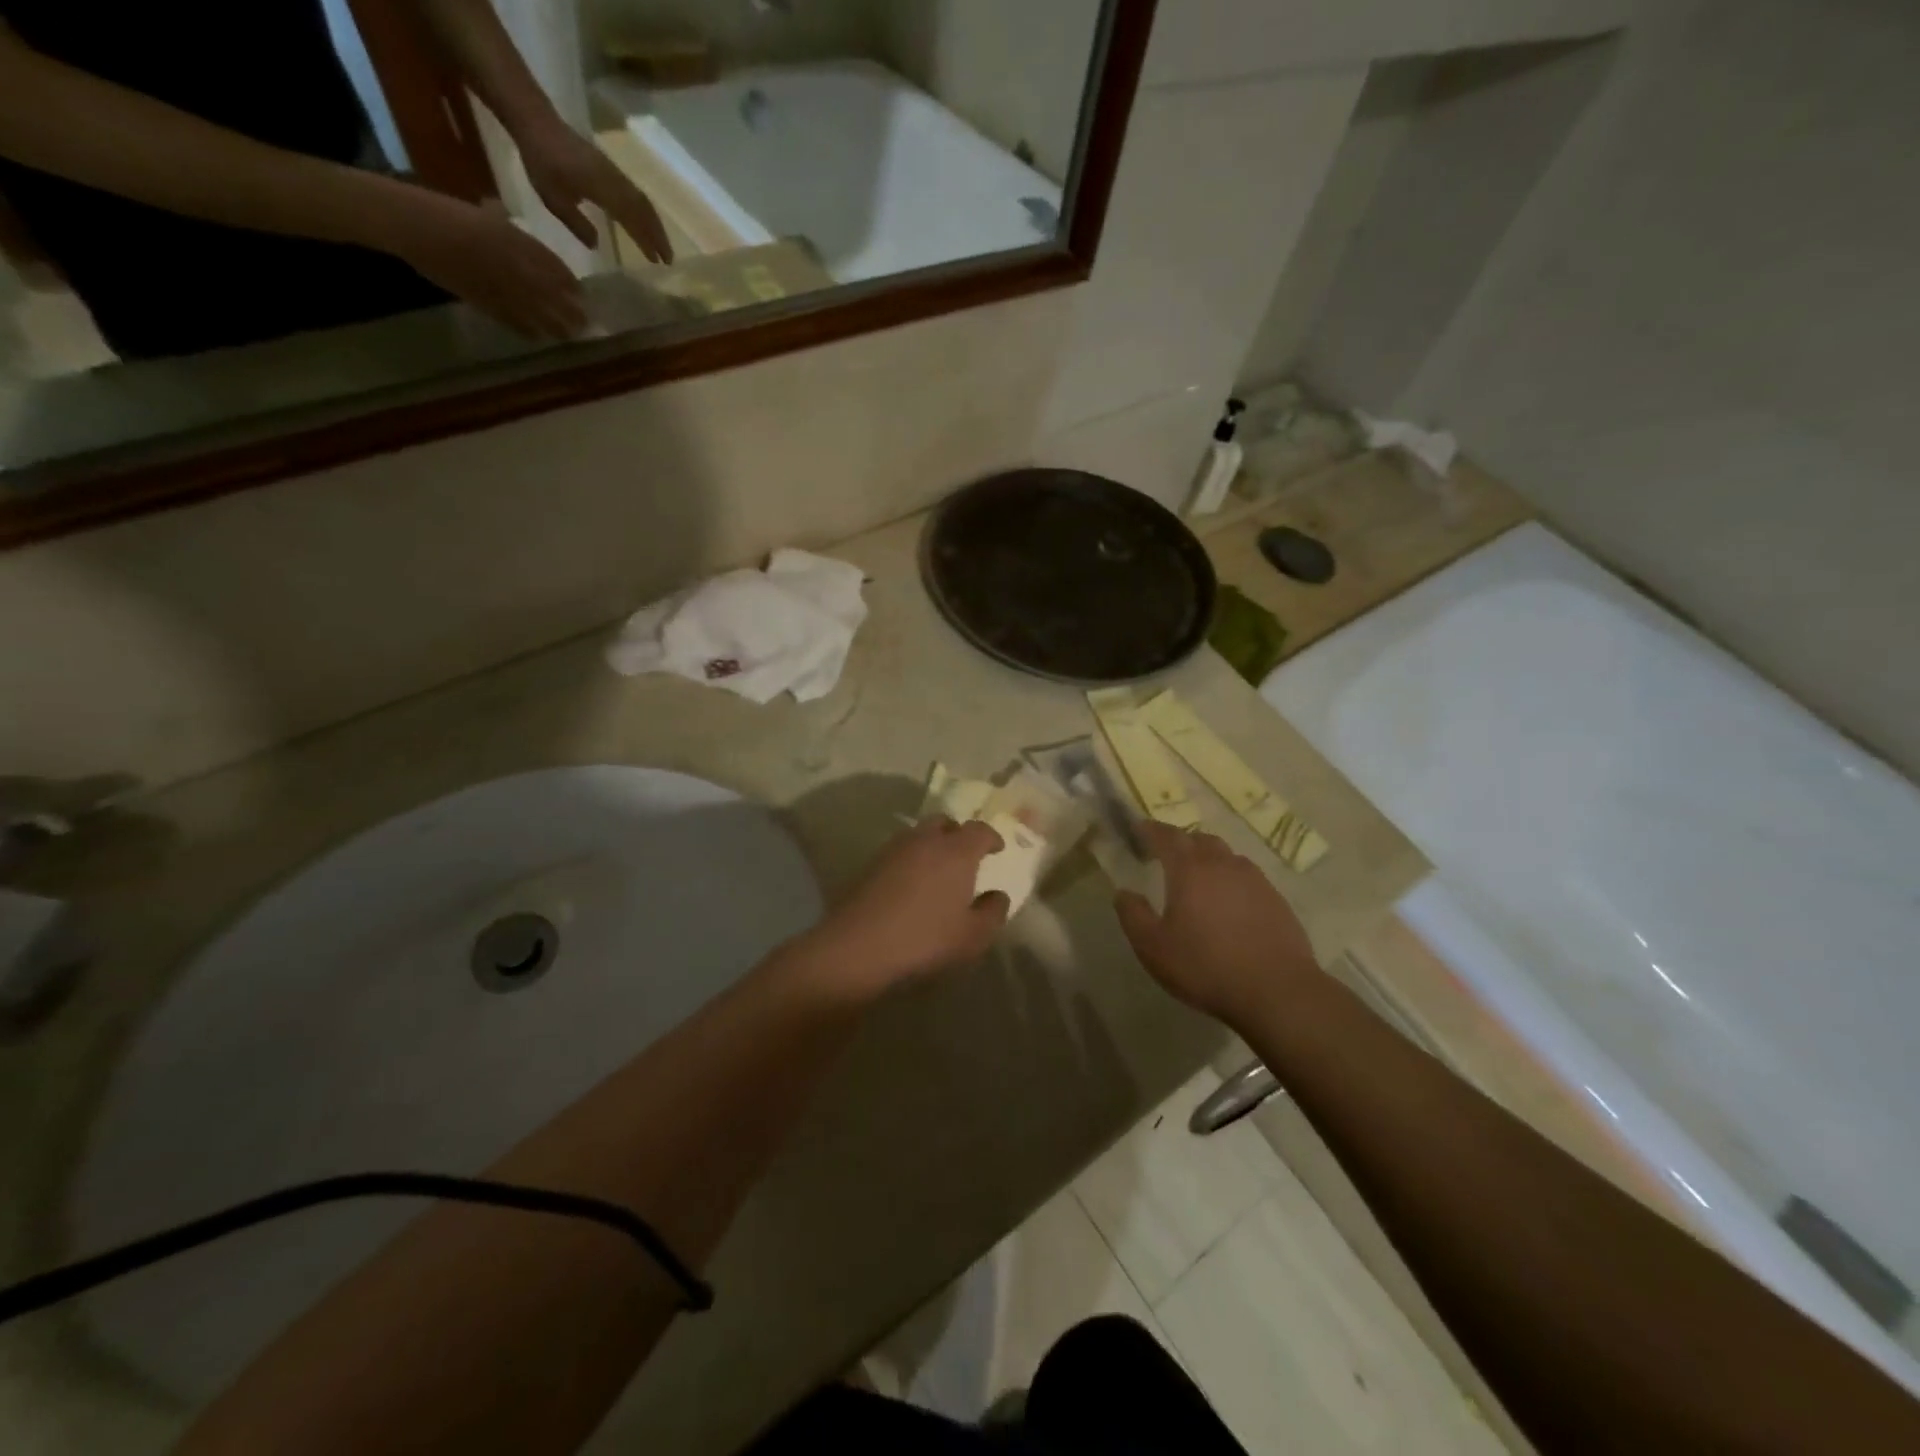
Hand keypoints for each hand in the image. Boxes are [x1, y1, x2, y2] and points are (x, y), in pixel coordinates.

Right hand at [386, 192, 585, 339]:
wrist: (412, 223)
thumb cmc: (444, 211)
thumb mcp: (482, 214)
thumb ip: (503, 226)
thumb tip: (511, 227)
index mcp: (516, 240)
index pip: (554, 266)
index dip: (570, 284)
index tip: (582, 295)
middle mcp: (516, 266)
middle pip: (554, 295)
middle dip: (572, 310)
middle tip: (585, 323)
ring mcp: (502, 286)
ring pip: (539, 313)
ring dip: (557, 327)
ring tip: (570, 336)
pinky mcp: (485, 302)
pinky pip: (514, 322)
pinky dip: (527, 331)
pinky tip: (537, 338)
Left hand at [518, 122, 673, 264]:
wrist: (537, 121)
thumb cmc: (542, 161)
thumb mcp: (553, 199)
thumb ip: (577, 224)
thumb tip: (597, 245)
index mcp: (603, 190)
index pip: (632, 220)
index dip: (647, 241)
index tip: (658, 261)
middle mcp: (615, 182)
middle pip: (644, 211)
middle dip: (658, 236)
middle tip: (668, 259)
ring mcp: (615, 173)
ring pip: (642, 201)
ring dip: (655, 224)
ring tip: (661, 245)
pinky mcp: (611, 169)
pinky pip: (635, 192)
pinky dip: (645, 211)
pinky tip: (646, 222)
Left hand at [789, 818, 1009, 1001]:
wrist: (857, 946)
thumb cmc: (925, 939)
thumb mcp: (973, 936)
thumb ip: (993, 912)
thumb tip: (998, 895)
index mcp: (956, 851)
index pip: (979, 830)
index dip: (991, 837)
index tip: (997, 849)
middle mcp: (926, 840)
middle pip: (946, 822)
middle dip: (959, 834)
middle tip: (966, 856)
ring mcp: (894, 848)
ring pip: (920, 834)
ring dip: (933, 844)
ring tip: (938, 870)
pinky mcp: (871, 863)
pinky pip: (900, 851)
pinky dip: (911, 859)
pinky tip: (911, 884)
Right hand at [1116, 822, 1319, 1025]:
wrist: (1277, 991)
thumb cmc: (1205, 966)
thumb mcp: (1153, 947)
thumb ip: (1133, 915)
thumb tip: (1124, 892)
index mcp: (1190, 869)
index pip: (1167, 836)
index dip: (1151, 829)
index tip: (1140, 828)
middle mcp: (1223, 864)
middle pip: (1199, 839)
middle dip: (1181, 841)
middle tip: (1167, 855)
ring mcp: (1255, 880)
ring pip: (1227, 856)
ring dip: (1209, 859)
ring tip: (1199, 878)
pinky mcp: (1276, 899)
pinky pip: (1248, 878)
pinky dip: (1231, 880)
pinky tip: (1229, 904)